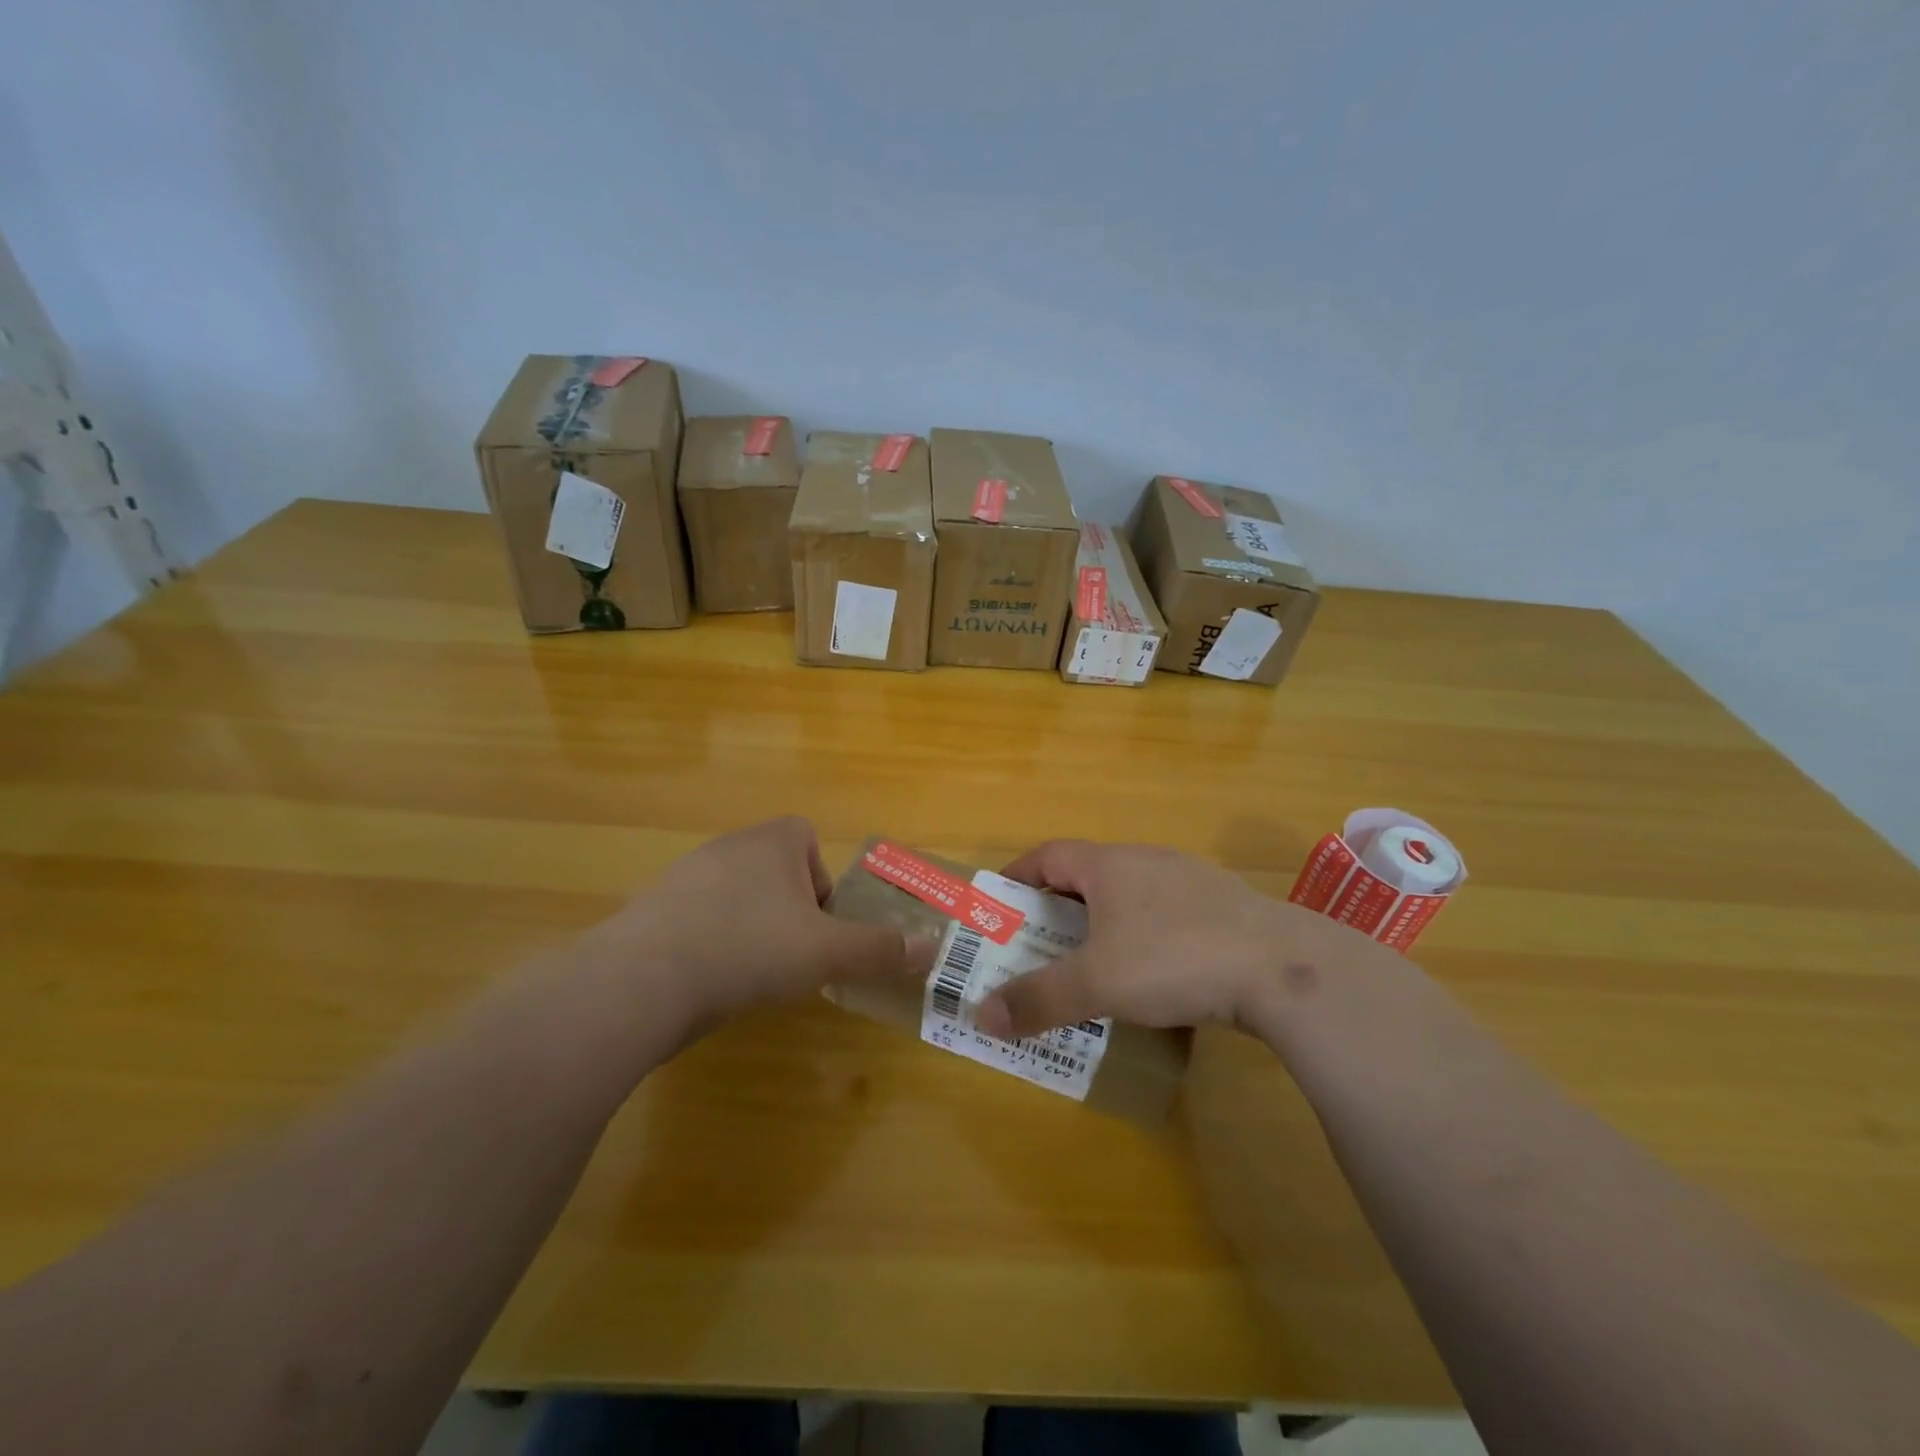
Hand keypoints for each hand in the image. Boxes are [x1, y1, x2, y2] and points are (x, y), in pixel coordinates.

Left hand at [586, 817, 933, 1035]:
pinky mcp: (653, 911)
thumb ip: (880, 949)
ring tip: (755, 974)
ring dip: (752, 929)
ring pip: (737, 898)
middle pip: (776, 872)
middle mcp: (728, 846)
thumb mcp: (827, 952)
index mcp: (772, 841)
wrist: (642, 982)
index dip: (822, 882)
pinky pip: (699, 921)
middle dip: (791, 912)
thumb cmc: (749, 948)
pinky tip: (712, 983)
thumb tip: (932, 949)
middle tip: (796, 956)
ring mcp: (684, 877)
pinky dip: (713, 945)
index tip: (822, 926)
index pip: (807, 839)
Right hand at [974, 839, 1363, 1039]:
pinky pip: (1167, 915)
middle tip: (1039, 944)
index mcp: (1109, 865)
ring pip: (1130, 895)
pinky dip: (1145, 937)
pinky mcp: (1224, 908)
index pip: (1048, 854)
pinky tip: (1155, 975)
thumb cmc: (1173, 959)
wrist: (1283, 968)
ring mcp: (1190, 880)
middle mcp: (1147, 861)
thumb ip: (1038, 999)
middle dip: (1058, 907)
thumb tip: (981, 1016)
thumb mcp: (1096, 983)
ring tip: (1093, 963)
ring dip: (1104, 923)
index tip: (999, 903)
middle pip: (1087, 874)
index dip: (1017, 875)